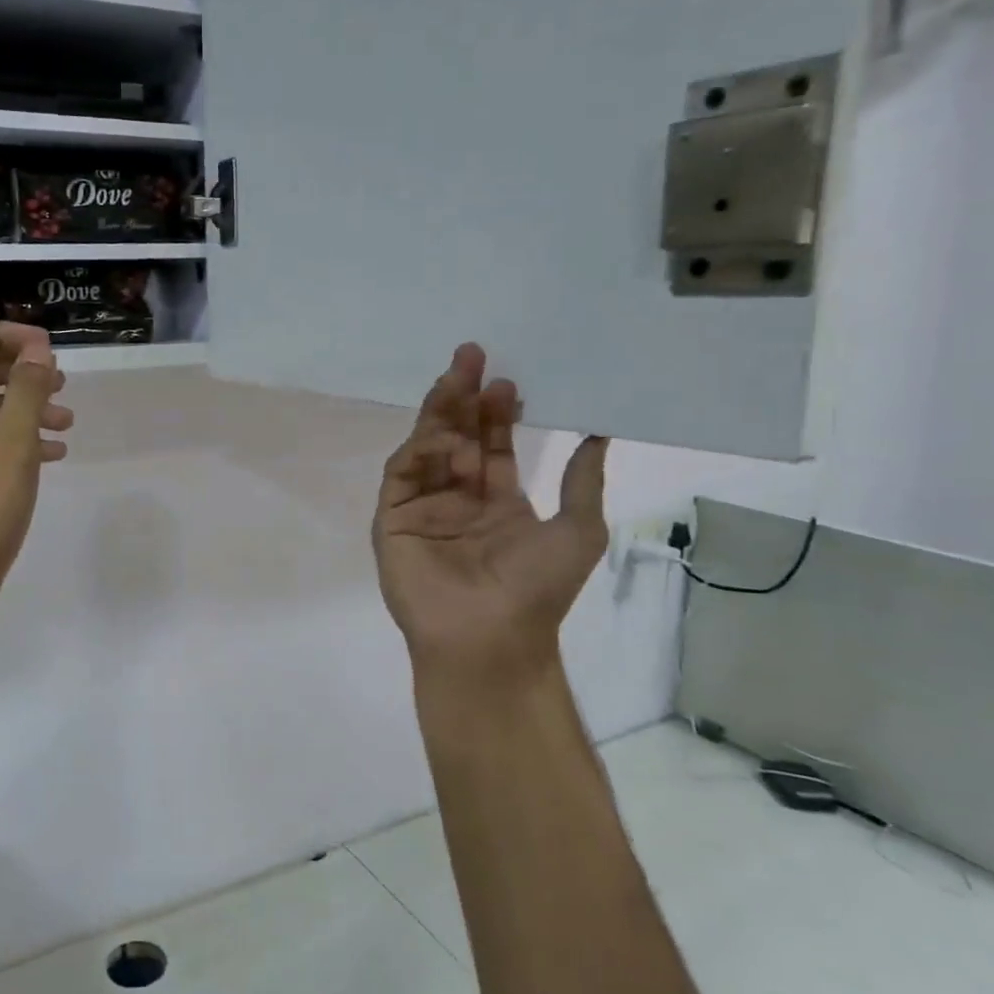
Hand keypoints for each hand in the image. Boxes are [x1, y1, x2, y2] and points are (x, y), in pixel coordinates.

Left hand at [0, 322, 71, 675]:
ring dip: (21, 408)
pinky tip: (52, 455)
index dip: (3, 335)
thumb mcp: (9, 449)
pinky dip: (13, 441)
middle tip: (61, 382)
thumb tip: (37, 350)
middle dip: (17, 372)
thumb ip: (25, 393)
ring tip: (67, 422)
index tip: (46, 348)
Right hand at [372, 343, 607, 679]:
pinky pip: (402, 475)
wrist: (489, 639)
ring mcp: (422, 509)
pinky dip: (418, 449)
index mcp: (496, 503)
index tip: (507, 380)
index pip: (493, 446)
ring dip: (440, 413)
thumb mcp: (577, 529)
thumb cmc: (535, 589)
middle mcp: (456, 499)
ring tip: (457, 377)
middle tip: (472, 354)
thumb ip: (581, 480)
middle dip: (463, 397)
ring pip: (426, 448)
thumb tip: (601, 433)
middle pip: (456, 436)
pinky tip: (439, 430)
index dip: (498, 414)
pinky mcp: (391, 520)